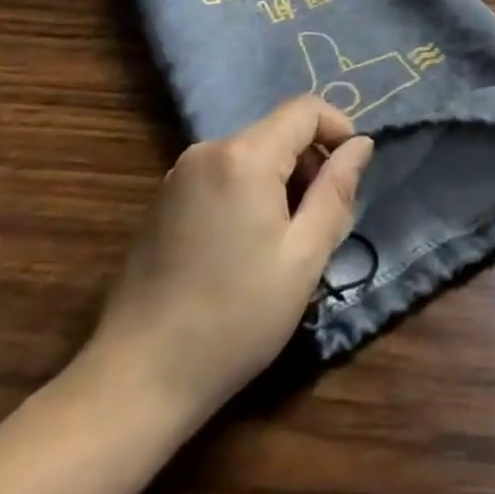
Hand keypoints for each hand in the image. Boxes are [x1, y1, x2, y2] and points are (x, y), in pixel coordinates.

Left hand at [80, 96, 374, 425]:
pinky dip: (247, 192)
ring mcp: (180, 173)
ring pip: (251, 153)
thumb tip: (361, 144)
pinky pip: (223, 173)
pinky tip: (243, 249)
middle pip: (278, 131)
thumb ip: (336, 192)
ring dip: (279, 180)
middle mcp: (210, 149)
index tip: (351, 173)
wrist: (133, 383)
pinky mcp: (163, 200)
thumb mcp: (303, 258)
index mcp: (245, 156)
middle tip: (321, 221)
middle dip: (308, 163)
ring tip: (284, 242)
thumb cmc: (232, 321)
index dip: (338, 129)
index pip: (306, 109)